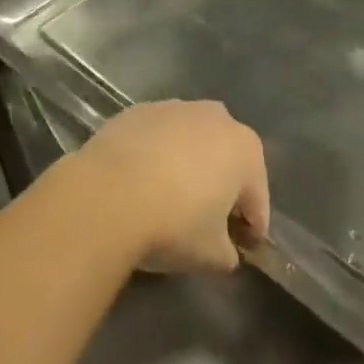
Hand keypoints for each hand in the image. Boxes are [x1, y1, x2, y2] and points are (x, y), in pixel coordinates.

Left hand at [70, 101, 270, 274]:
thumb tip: (226, 250)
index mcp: (245, 149)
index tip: (241, 248)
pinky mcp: (138, 110)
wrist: (106, 194)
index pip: (257, 198)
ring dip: (187, 165)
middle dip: (221, 187)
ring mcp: (175, 108)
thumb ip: (228, 253)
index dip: (251, 227)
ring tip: (168, 198)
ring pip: (190, 142)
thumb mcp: (211, 255)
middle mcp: (216, 118)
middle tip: (206, 222)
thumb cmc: (173, 224)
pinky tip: (139, 182)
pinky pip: (157, 137)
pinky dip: (155, 155)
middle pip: (226, 159)